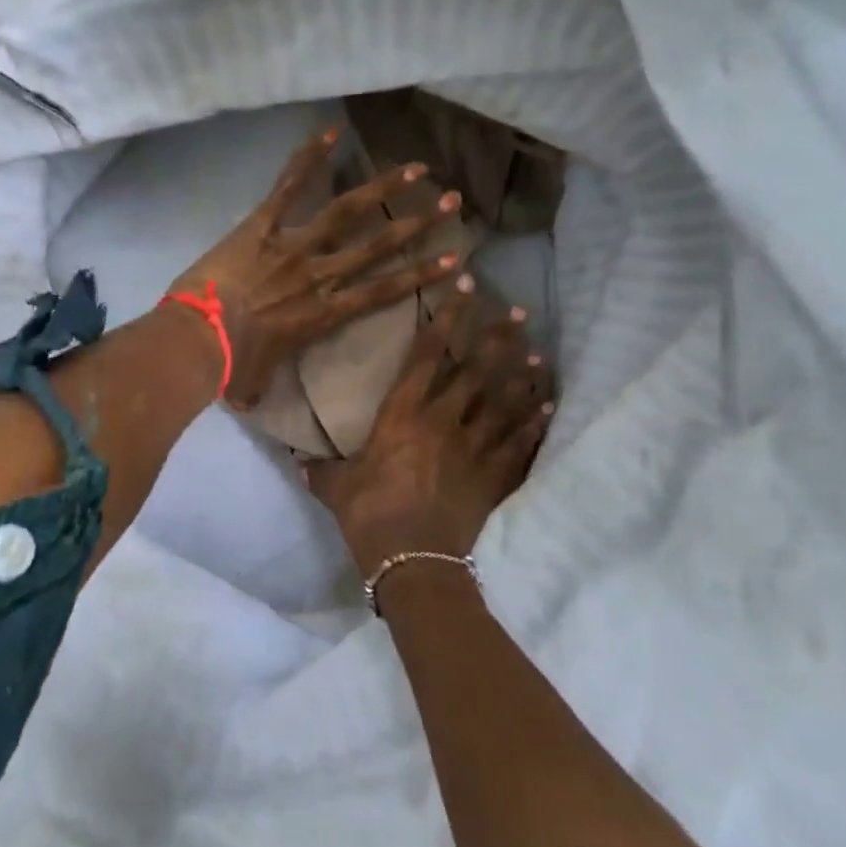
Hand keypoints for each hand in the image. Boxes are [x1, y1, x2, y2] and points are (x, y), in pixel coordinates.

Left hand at [167, 128, 464, 409]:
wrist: (199, 339)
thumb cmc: (229, 365)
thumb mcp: (251, 382)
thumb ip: (259, 385)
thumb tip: (249, 399)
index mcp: (323, 314)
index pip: (383, 292)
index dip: (421, 276)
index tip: (454, 260)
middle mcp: (319, 276)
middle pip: (378, 246)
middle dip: (418, 225)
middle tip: (452, 203)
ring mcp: (292, 247)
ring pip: (346, 212)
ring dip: (382, 188)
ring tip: (415, 169)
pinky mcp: (261, 227)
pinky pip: (288, 188)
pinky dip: (308, 159)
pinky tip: (331, 131)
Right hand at [303, 275, 553, 576]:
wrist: (412, 560)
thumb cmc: (368, 515)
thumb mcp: (336, 489)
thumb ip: (319, 471)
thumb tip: (297, 463)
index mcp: (402, 415)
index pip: (427, 354)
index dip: (447, 317)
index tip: (464, 286)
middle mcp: (443, 420)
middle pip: (476, 370)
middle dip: (496, 338)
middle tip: (517, 312)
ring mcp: (473, 447)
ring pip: (504, 401)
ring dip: (521, 376)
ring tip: (539, 353)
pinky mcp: (493, 476)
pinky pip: (519, 444)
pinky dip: (534, 424)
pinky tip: (548, 406)